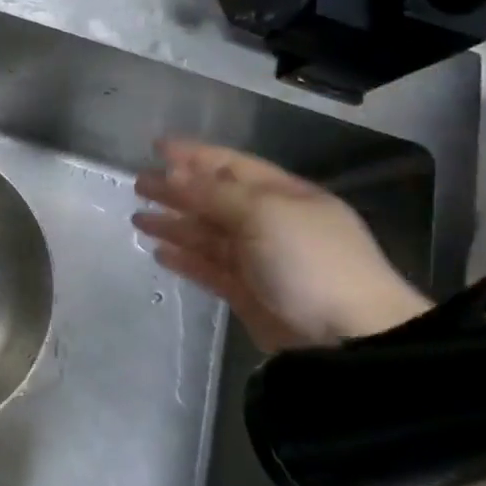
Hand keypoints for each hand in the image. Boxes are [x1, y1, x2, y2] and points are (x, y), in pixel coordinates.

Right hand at [133, 140, 427, 350]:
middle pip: (214, 199)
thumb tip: (173, 173)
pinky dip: (185, 259)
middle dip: (177, 190)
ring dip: (174, 224)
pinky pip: (209, 268)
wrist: (348, 338)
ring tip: (138, 219)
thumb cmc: (310, 261)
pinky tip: (160, 253)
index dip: (194, 155)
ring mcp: (259, 260)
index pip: (231, 165)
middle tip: (138, 184)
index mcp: (284, 196)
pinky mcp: (248, 293)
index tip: (156, 147)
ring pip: (207, 235)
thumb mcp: (263, 214)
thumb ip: (214, 193)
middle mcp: (270, 223)